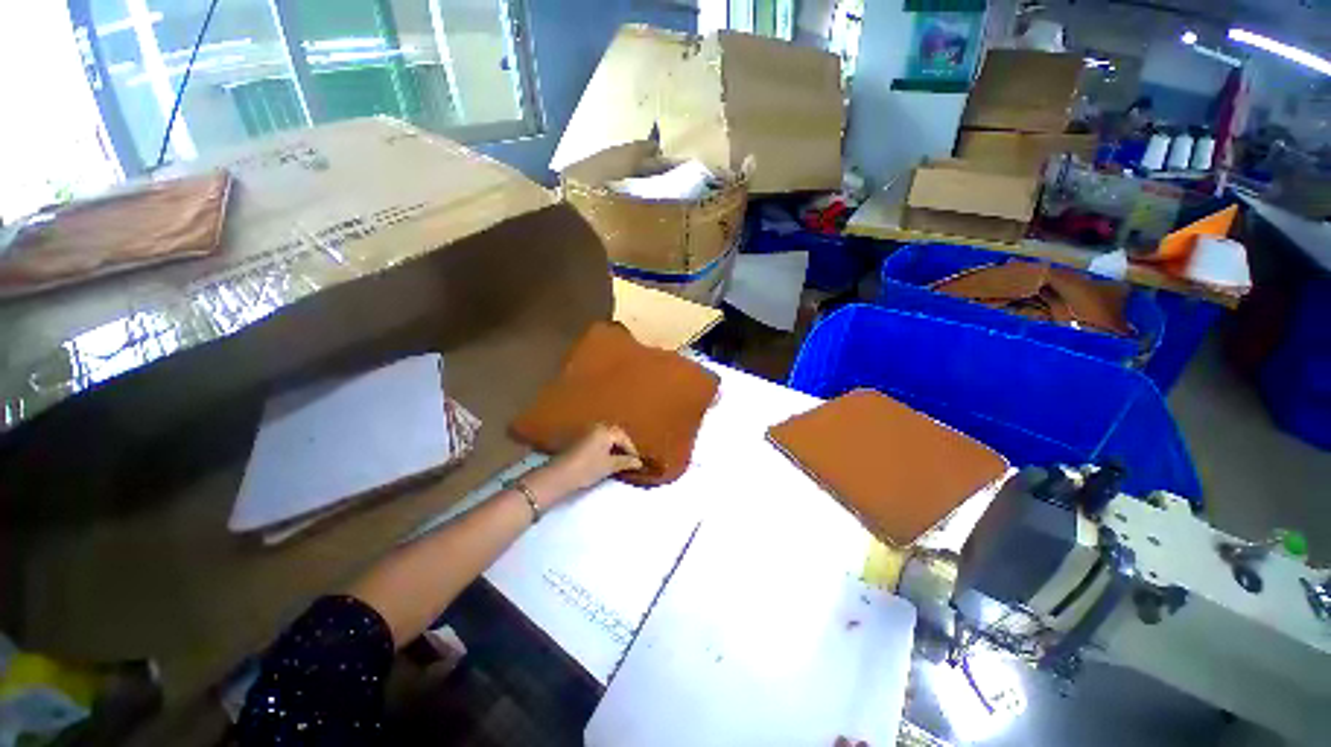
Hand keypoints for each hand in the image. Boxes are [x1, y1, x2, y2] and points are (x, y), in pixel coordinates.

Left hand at [523, 425, 642, 507]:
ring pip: (605, 437)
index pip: (624, 438)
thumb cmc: (587, 468)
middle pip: (615, 434)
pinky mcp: (578, 440)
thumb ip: (626, 462)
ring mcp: (586, 432)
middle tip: (628, 459)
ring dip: (613, 446)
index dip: (632, 450)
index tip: (636, 462)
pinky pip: (597, 440)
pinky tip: (604, 458)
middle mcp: (596, 427)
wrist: (559, 475)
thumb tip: (639, 462)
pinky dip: (603, 447)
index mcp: (606, 430)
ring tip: (617, 459)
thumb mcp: (609, 466)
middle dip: (622, 446)